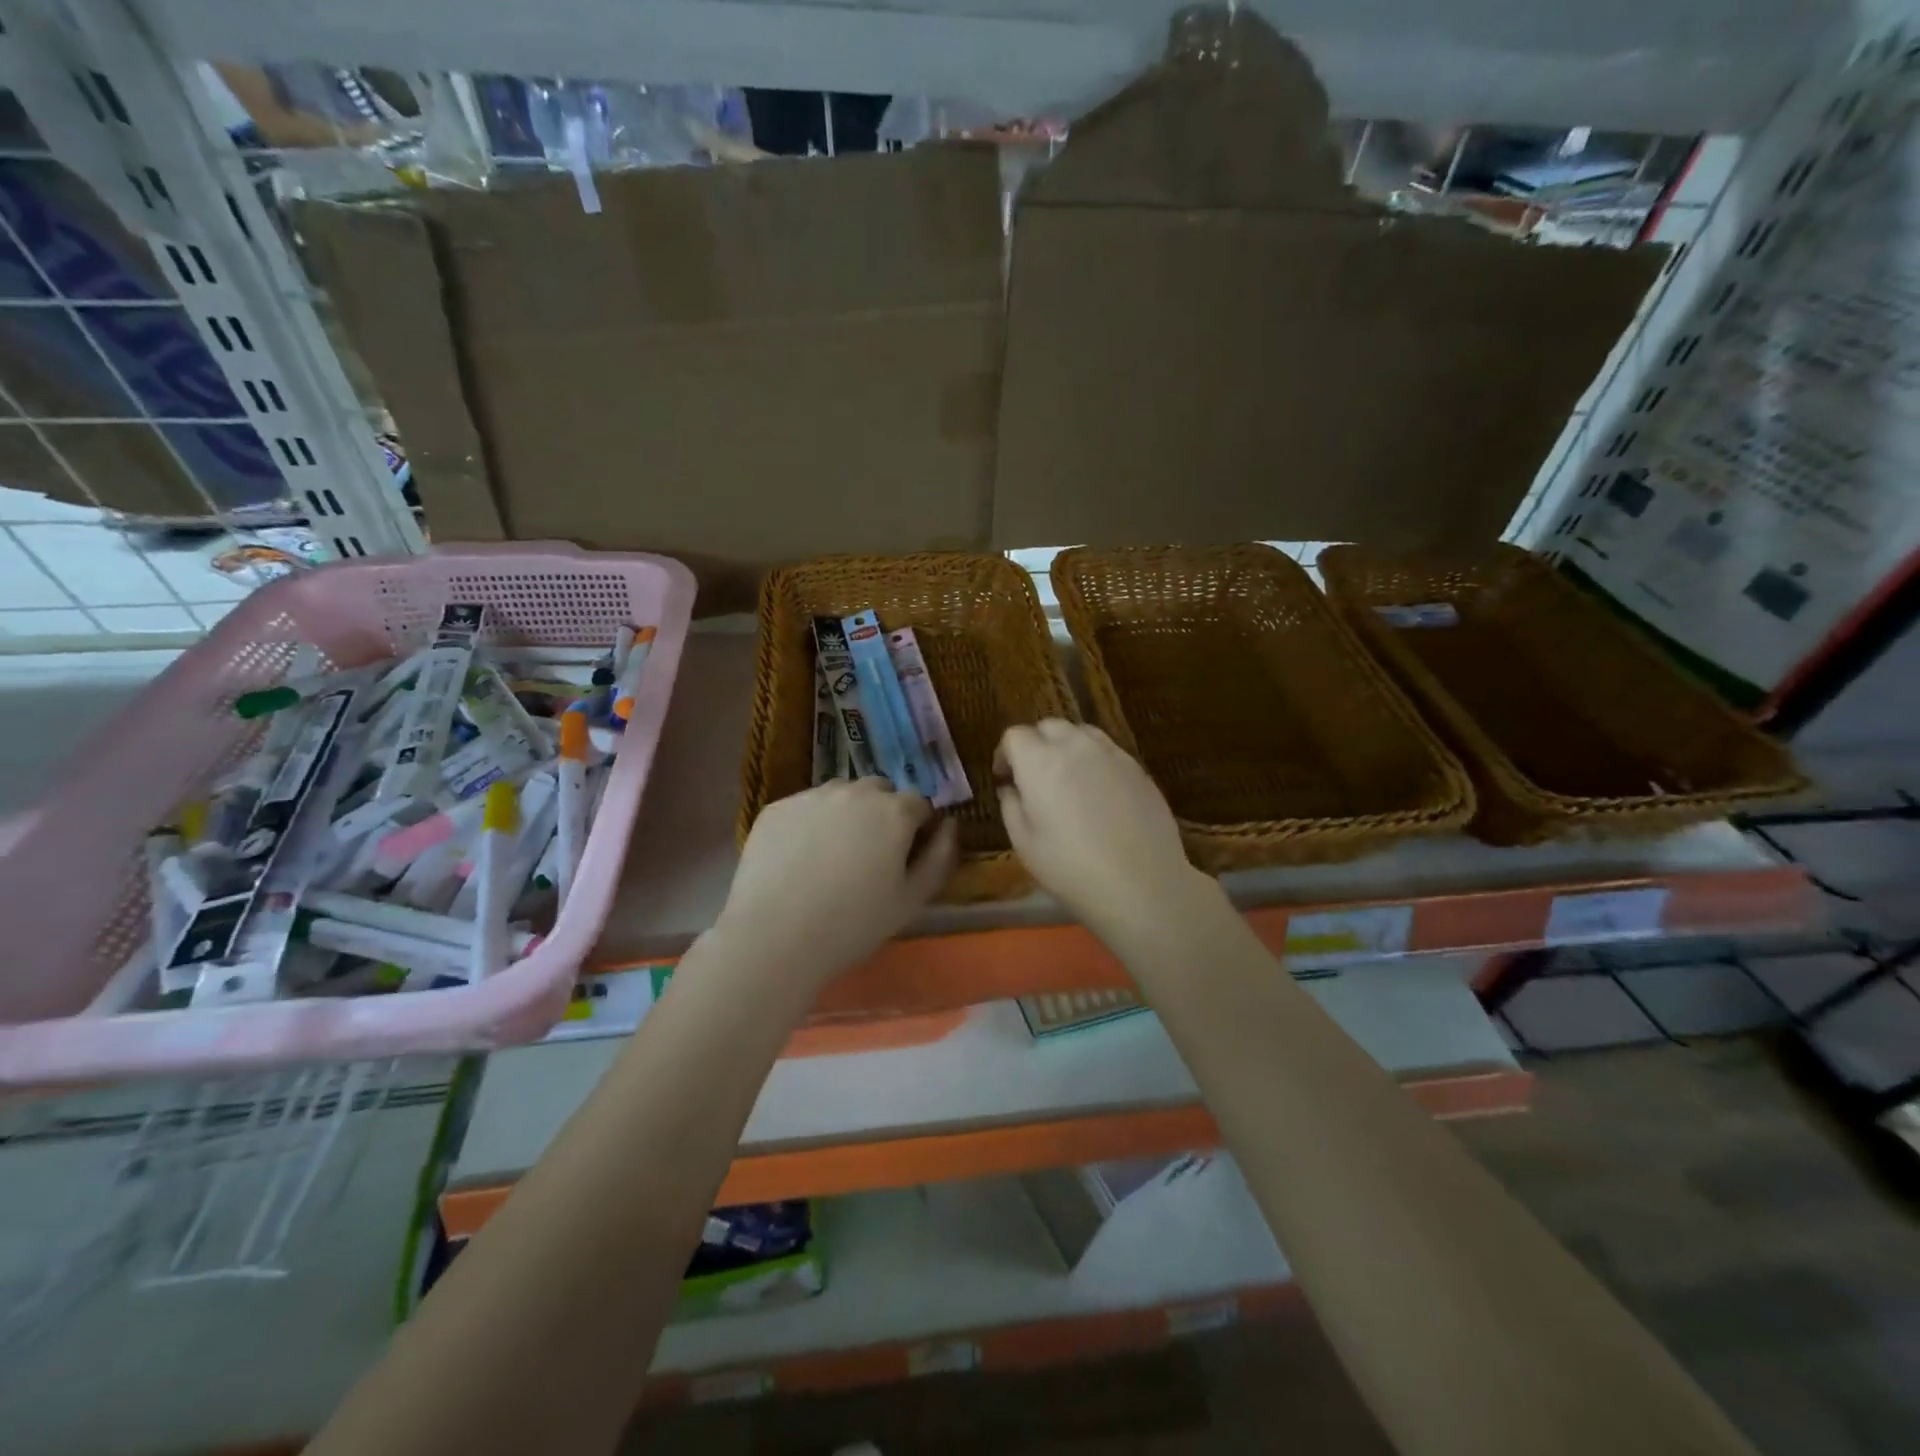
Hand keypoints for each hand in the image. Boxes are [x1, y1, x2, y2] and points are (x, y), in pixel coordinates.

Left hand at [717, 778, 957, 987]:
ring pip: (840, 795)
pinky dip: (810, 823)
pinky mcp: (776, 807)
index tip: (907, 856)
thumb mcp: (912, 900)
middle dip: (883, 813)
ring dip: (846, 813)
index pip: (919, 804)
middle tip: (870, 855)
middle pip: (879, 791)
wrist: (774, 936)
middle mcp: (855, 792)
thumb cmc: (853, 924)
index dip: (918, 828)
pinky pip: (804, 807)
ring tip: (833, 855)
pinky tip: (800, 858)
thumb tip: (950, 825)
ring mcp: (812, 796)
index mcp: (894, 811)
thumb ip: (940, 857)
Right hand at [995, 720, 1215, 943]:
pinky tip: (1099, 792)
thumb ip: (1011, 806)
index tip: (1005, 777)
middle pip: (1049, 726)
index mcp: (1040, 761)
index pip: (1015, 735)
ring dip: (1067, 746)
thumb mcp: (1024, 843)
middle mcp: (1076, 746)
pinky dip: (1095, 760)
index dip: (1004, 753)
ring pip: (1082, 733)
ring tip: (1067, 777)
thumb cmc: (1070, 868)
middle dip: (1036, 743)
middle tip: (1033, 775)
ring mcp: (1112, 754)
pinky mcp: (1138, 768)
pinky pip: (1109, 751)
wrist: (1141, 884)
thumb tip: (1011, 788)